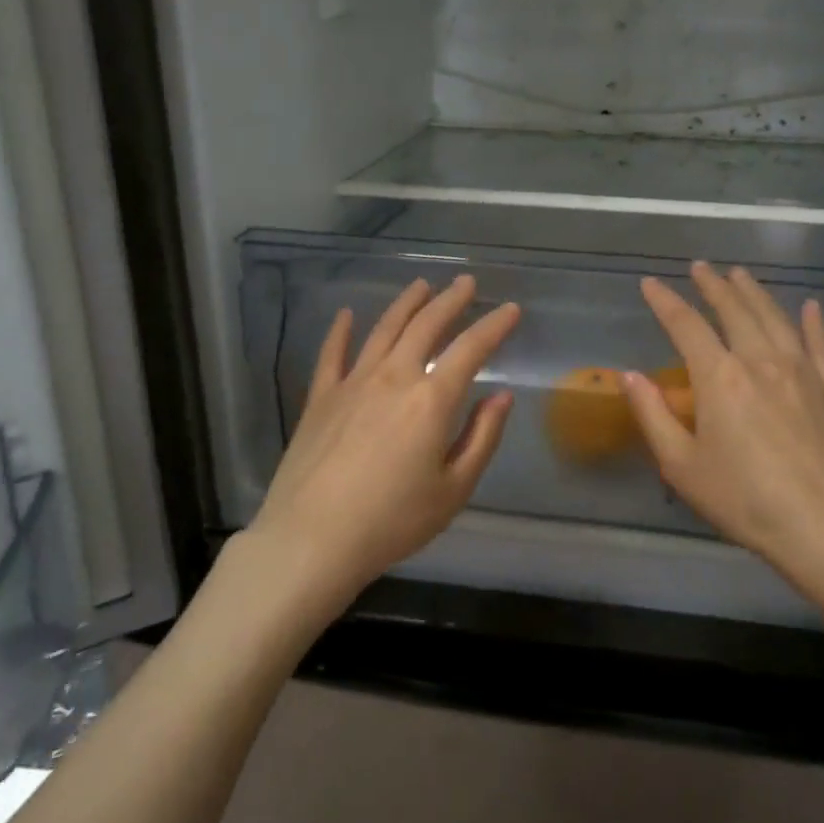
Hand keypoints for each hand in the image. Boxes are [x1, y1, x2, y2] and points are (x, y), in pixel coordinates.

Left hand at [248, 274, 519, 604]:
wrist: (312, 540)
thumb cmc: (392, 521)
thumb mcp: (453, 489)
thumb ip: (482, 437)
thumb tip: (501, 397)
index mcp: (431, 399)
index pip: (470, 349)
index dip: (494, 325)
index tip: (511, 309)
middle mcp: (393, 377)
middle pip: (425, 326)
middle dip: (450, 300)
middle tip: (465, 283)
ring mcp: (352, 383)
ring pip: (383, 329)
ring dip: (405, 304)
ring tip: (421, 285)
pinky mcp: (320, 398)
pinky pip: (332, 353)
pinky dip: (341, 330)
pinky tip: (346, 314)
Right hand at [623, 262, 823, 618]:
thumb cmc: (745, 499)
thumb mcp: (682, 465)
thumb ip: (653, 415)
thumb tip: (629, 375)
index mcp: (719, 377)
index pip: (686, 326)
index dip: (665, 302)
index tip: (650, 283)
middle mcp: (761, 361)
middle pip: (734, 311)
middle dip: (713, 286)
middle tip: (700, 266)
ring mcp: (802, 371)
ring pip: (775, 318)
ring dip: (755, 293)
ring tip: (740, 274)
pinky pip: (822, 344)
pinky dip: (814, 322)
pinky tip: (811, 306)